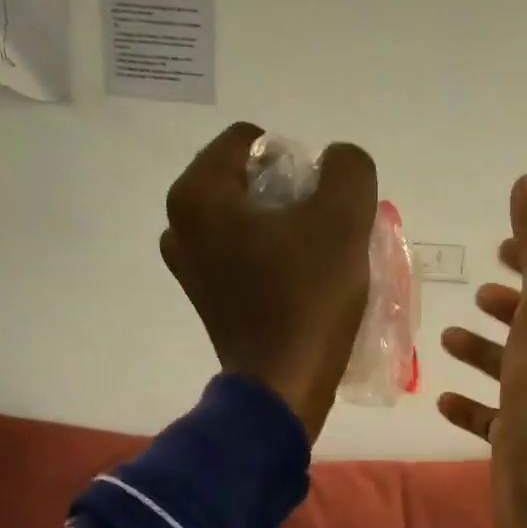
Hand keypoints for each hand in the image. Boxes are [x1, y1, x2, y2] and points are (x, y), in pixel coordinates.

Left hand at [162, 122, 377, 441]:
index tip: (319, 204)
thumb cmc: (307, 299)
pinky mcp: (206, 300)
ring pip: (246, 222)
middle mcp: (179, 225)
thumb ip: (347, 168)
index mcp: (198, 194)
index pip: (251, 141)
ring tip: (314, 259)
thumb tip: (337, 166)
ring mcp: (188, 268)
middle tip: (322, 231)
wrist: (284, 386)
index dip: (296, 162)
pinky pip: (242, 258)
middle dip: (289, 197)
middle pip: (246, 182)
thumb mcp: (344, 218)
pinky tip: (298, 284)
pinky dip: (270, 260)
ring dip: (282, 230)